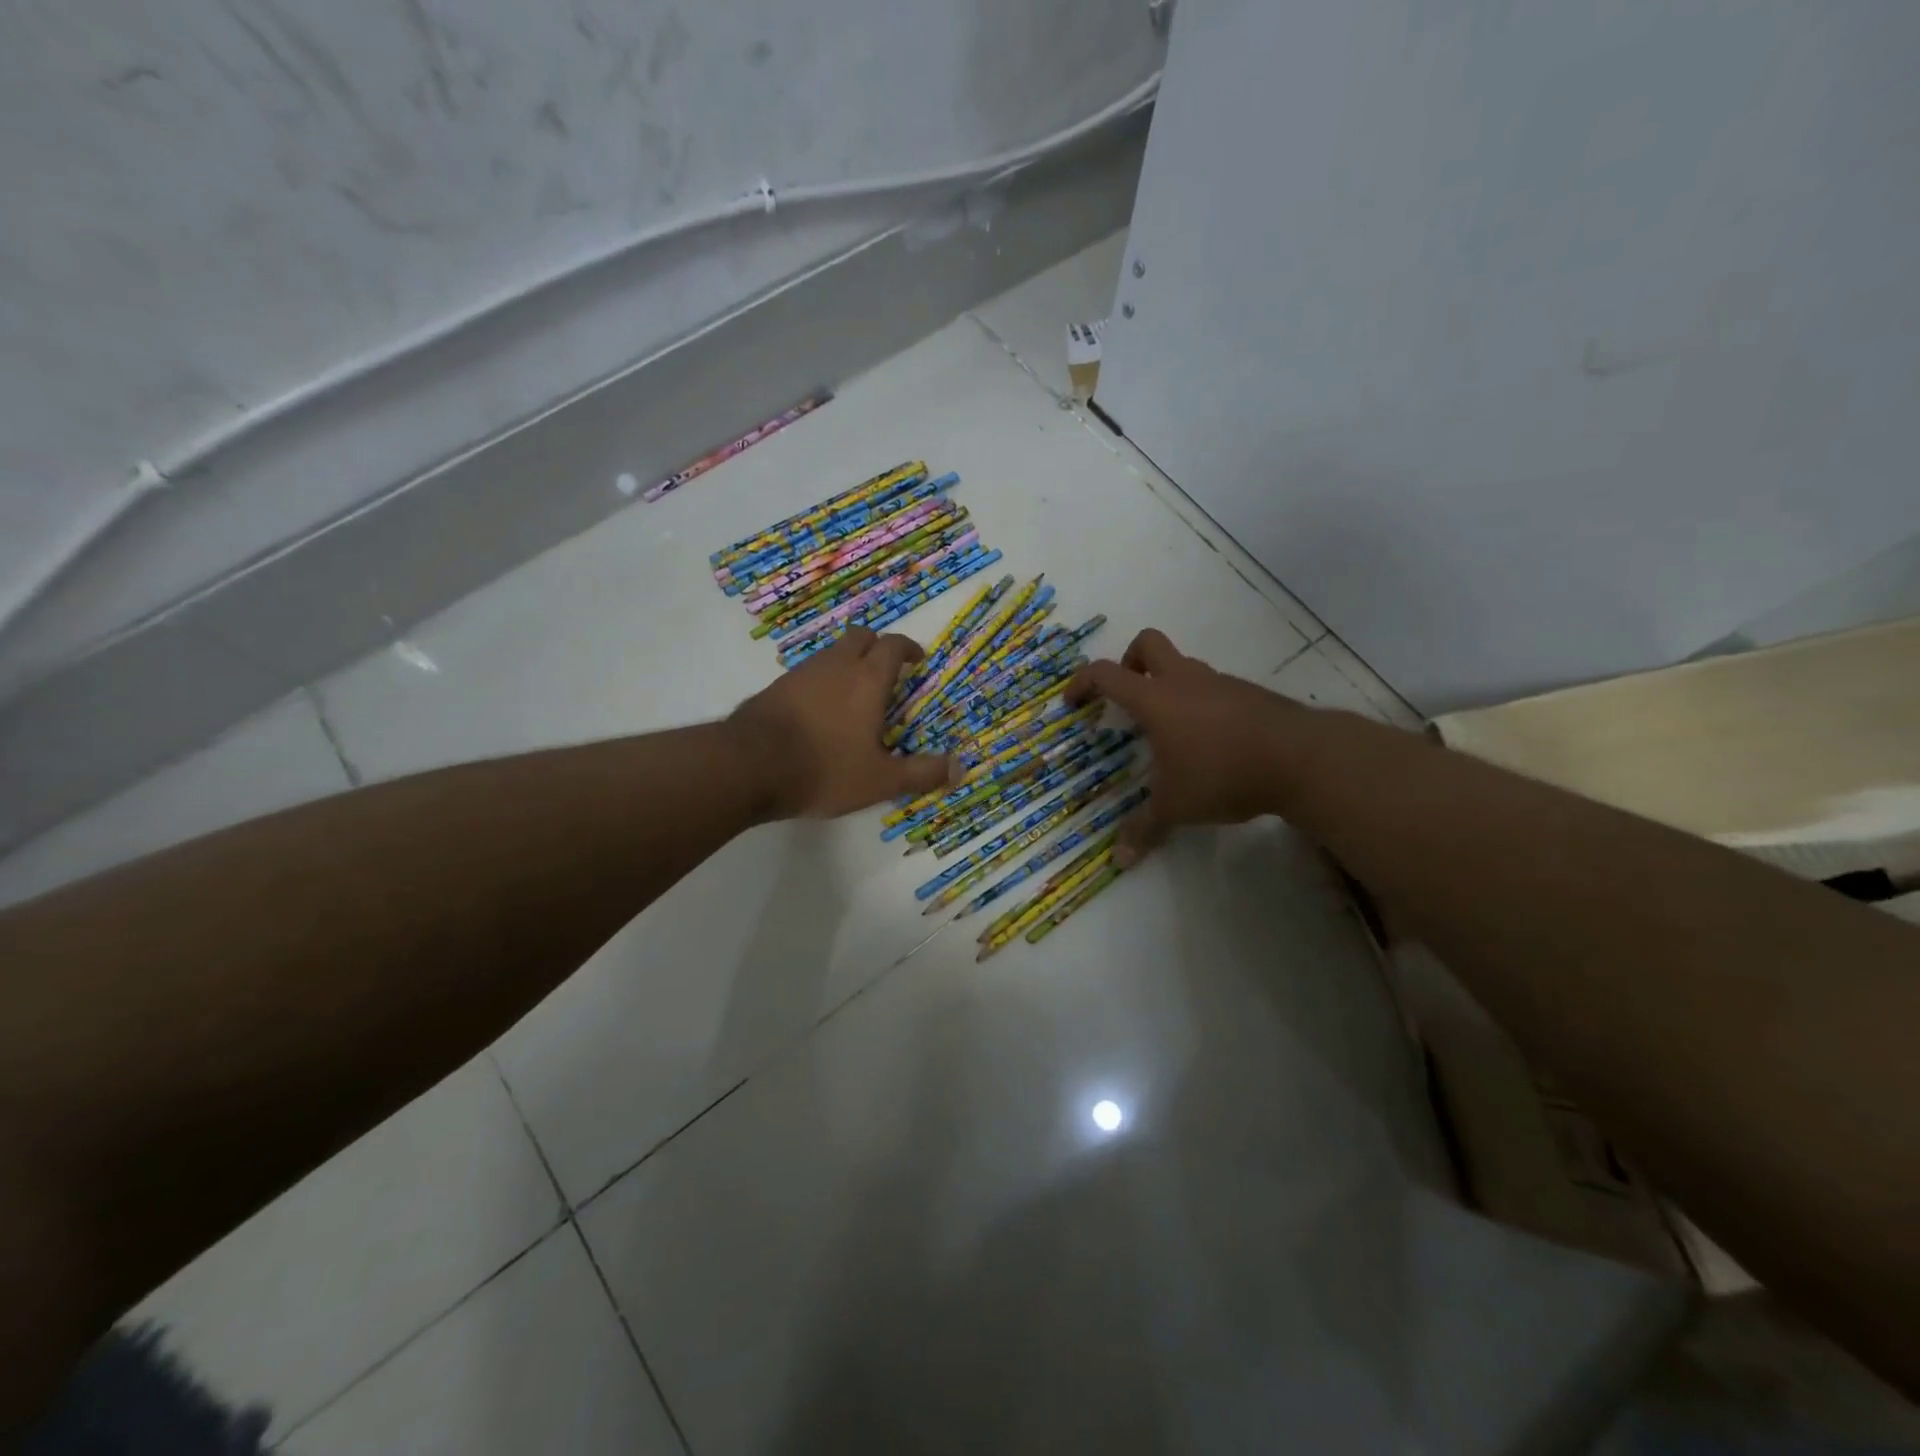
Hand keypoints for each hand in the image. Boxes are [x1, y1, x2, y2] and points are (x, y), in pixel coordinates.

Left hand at [730, 627, 953, 818]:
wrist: (748, 766)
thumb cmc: (824, 768)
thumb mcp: (880, 780)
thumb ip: (921, 773)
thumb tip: (959, 768)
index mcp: (867, 680)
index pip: (892, 646)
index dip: (908, 649)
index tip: (917, 660)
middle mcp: (835, 666)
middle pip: (860, 637)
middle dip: (877, 647)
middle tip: (887, 670)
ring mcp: (801, 673)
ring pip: (832, 653)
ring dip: (848, 663)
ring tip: (856, 694)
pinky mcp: (775, 687)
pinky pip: (808, 672)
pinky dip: (822, 681)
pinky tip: (821, 710)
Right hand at [1066, 629, 1306, 864]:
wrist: (1302, 759)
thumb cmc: (1223, 774)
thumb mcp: (1177, 806)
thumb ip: (1145, 828)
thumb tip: (1119, 860)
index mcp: (1156, 699)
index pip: (1107, 673)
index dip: (1083, 682)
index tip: (1073, 703)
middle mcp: (1185, 680)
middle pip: (1148, 643)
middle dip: (1129, 662)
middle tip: (1127, 697)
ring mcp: (1221, 683)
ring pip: (1184, 666)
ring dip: (1168, 685)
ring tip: (1170, 732)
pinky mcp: (1250, 694)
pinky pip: (1213, 688)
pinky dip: (1201, 703)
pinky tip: (1210, 743)